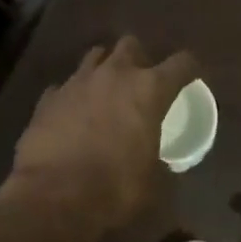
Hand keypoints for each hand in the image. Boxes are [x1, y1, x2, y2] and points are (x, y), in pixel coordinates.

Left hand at [8, 35, 197, 234]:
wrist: (52, 196)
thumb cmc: (114, 188)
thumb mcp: (153, 181)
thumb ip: (160, 161)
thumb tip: (162, 164)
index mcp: (149, 90)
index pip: (181, 63)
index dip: (190, 68)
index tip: (192, 77)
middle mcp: (114, 75)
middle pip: (131, 45)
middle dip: (140, 57)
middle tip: (142, 80)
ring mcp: (77, 82)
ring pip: (95, 56)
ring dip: (105, 68)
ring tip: (107, 90)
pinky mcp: (48, 97)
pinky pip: (66, 85)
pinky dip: (74, 95)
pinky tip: (73, 113)